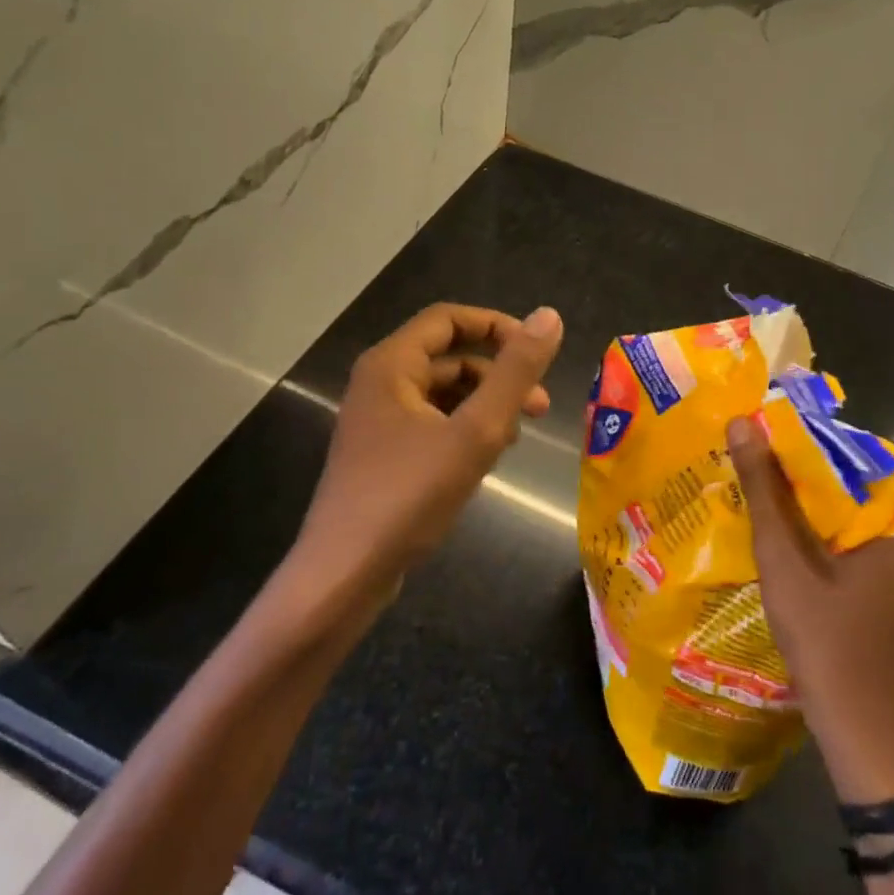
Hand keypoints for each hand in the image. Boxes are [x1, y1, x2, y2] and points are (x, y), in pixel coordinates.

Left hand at [285, 303, 563, 604]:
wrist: (343, 578)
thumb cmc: (408, 496)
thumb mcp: (475, 432)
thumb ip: (515, 373)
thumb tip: (550, 316)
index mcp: (391, 365)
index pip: (449, 319)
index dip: (497, 326)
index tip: (537, 352)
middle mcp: (380, 384)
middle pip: (450, 358)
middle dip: (498, 376)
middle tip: (540, 408)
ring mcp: (379, 422)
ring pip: (445, 395)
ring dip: (485, 407)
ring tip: (514, 439)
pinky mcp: (384, 456)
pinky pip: (434, 425)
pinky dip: (465, 432)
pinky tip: (486, 460)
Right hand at [728, 416, 893, 801]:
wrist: (862, 732)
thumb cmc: (829, 641)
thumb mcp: (786, 558)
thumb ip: (766, 489)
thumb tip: (743, 422)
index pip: (872, 450)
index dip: (824, 434)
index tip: (782, 424)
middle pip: (865, 476)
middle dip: (815, 462)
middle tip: (766, 445)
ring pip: (860, 506)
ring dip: (817, 492)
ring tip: (769, 472)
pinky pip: (860, 532)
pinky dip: (827, 522)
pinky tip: (787, 521)